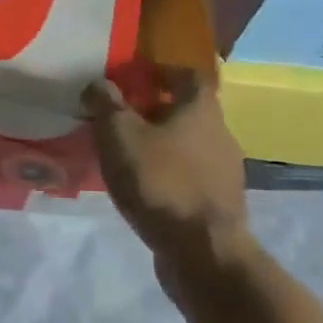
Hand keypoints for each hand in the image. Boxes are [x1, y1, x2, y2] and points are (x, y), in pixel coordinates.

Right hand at [84, 68, 254, 294]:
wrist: (202, 251)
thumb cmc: (160, 181)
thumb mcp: (119, 134)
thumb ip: (105, 104)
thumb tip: (98, 83)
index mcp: (201, 109)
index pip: (188, 74)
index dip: (161, 72)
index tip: (133, 78)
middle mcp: (220, 134)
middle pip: (187, 111)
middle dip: (154, 111)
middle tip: (120, 119)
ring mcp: (224, 171)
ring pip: (188, 145)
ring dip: (160, 145)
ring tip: (125, 155)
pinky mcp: (219, 203)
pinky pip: (189, 176)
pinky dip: (167, 174)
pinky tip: (143, 188)